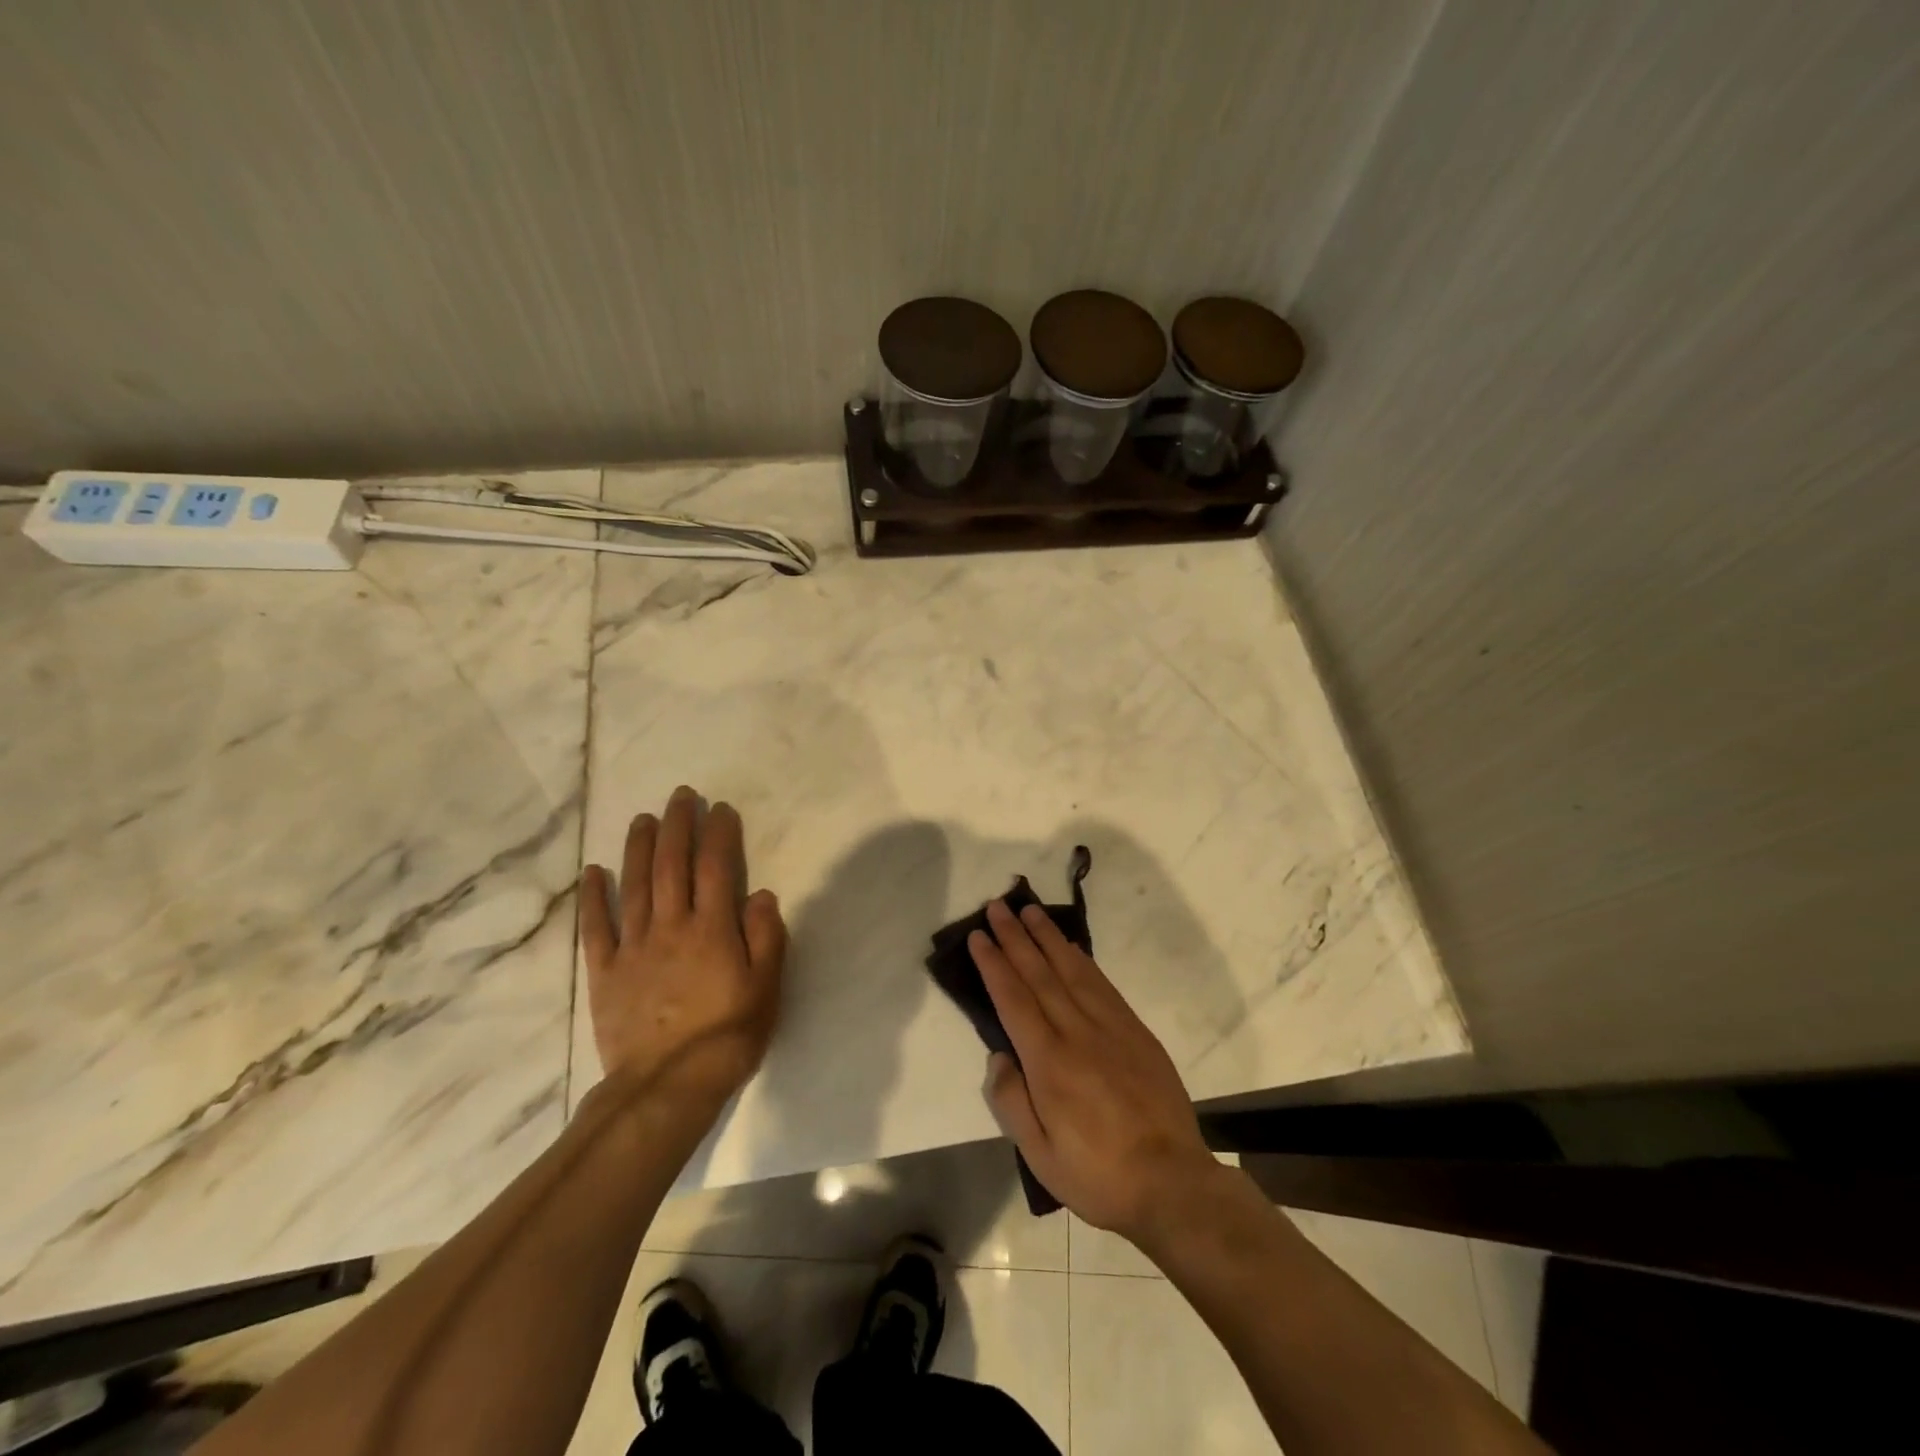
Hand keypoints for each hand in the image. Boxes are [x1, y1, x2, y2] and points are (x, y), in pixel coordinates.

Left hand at [579, 787, 787, 1108]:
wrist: (667, 1087)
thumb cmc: (727, 1036)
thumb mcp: (766, 988)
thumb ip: (766, 937)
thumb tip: (761, 893)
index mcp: (712, 929)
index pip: (716, 867)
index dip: (719, 834)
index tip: (721, 809)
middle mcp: (671, 927)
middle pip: (672, 865)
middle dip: (678, 826)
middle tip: (681, 796)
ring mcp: (633, 947)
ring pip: (634, 885)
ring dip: (639, 848)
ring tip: (643, 818)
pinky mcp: (605, 972)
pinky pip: (596, 927)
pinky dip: (593, 897)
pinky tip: (593, 872)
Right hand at [969, 900, 1218, 1243]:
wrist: (1172, 1183)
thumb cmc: (1098, 1175)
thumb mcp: (1040, 1157)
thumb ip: (1011, 1102)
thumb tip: (998, 1056)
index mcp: (1049, 1063)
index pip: (1014, 999)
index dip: (994, 964)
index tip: (979, 936)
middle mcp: (1077, 1033)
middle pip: (1040, 974)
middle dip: (1015, 937)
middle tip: (998, 907)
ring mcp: (1111, 1027)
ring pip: (1072, 970)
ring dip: (1048, 938)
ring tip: (1030, 911)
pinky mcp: (1136, 1031)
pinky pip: (1103, 985)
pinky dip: (1083, 960)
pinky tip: (1071, 948)